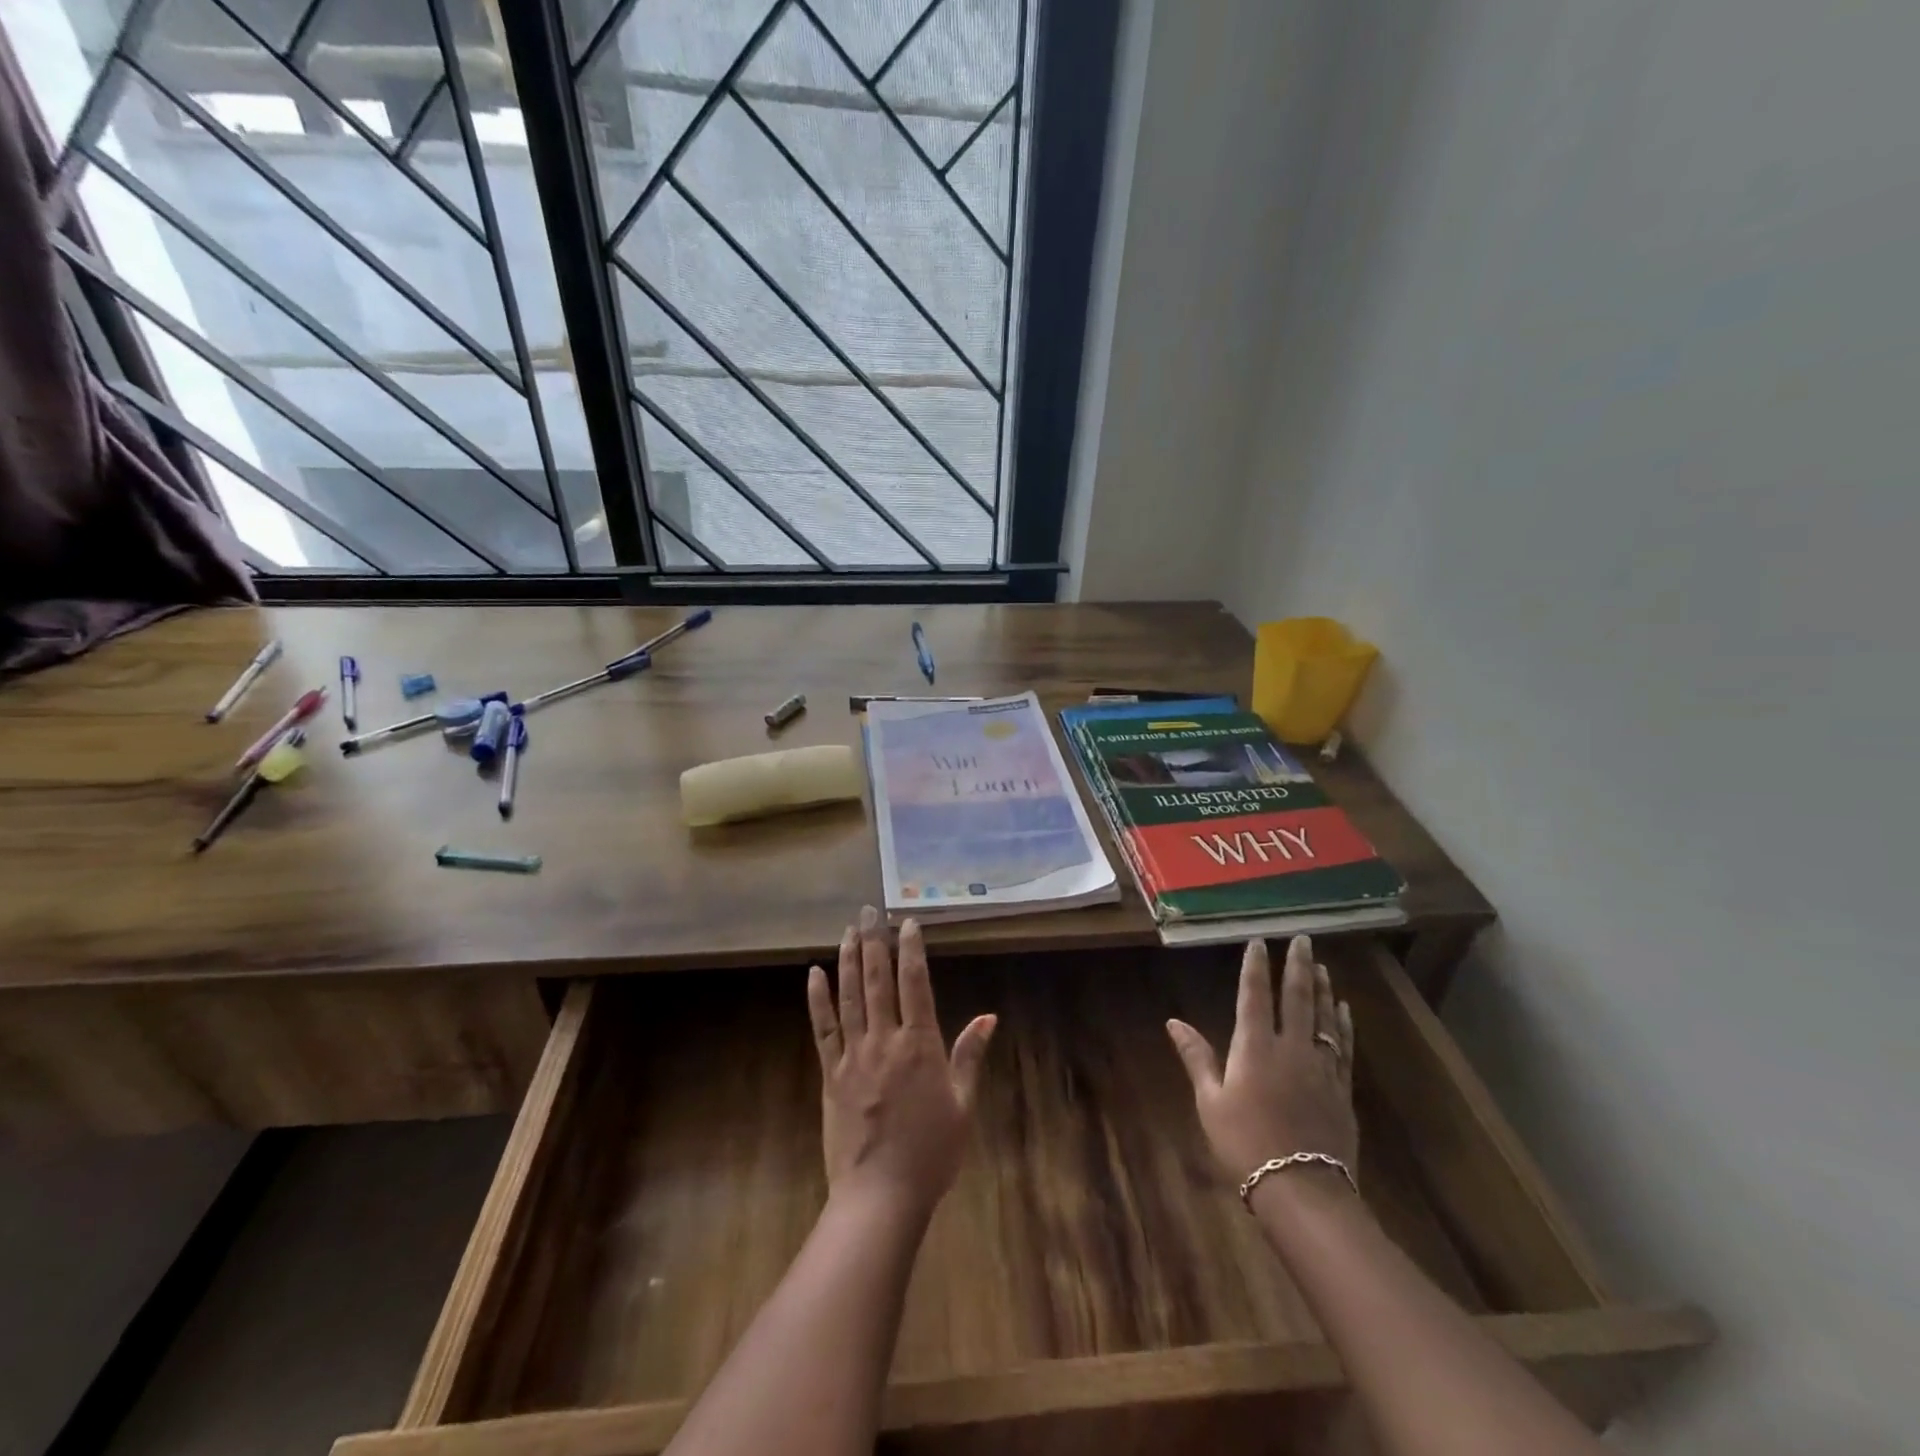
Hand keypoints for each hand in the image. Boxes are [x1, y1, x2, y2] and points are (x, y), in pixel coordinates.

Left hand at [806, 907, 996, 1222]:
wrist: (880, 1196)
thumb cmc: (931, 1152)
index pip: (915, 984)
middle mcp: (885, 1040)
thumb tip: (989, 1017)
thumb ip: (970, 1056)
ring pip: (850, 997)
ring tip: (848, 930)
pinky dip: (818, 999)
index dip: (911, 950)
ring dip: (848, 960)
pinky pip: (823, 1029)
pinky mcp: (830, 1074)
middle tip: (870, 911)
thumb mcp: (963, 1105)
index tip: (907, 922)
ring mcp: (853, 1055)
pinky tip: (814, 973)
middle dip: (874, 942)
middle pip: (878, 981)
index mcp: (920, 1044)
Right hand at [1166, 936, 1358, 1193]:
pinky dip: (1342, 1024)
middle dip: (1298, 965)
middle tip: (1302, 939)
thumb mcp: (1210, 1101)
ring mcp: (1320, 1067)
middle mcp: (1290, 1047)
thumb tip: (1174, 1022)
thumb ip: (1196, 1057)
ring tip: (1322, 966)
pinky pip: (1342, 1047)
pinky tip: (1343, 1011)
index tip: (1258, 942)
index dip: (1255, 967)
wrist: (1302, 1190)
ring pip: (1322, 1017)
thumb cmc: (1245, 1144)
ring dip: (1322, 988)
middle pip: (1296, 997)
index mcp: (1254, 1047)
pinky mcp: (1341, 1089)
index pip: (1254, 996)